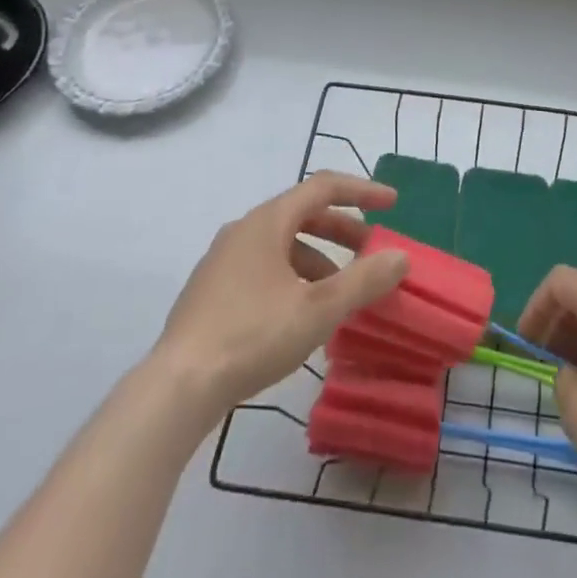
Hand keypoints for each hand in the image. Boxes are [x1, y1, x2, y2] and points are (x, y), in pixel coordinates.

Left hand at [149, 173, 408, 424]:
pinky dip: (292, 277)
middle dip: (342, 231)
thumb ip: (364, 280)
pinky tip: (300, 315)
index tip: (392, 203)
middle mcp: (243, 230)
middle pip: (302, 215)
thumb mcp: (318, 310)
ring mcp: (222, 261)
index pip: (323, 188)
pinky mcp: (210, 293)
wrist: (175, 390)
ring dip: (317, 259)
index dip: (362, 191)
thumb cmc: (251, 336)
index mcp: (267, 221)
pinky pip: (263, 268)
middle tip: (370, 252)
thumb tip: (401, 257)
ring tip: (338, 294)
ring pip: (282, 245)